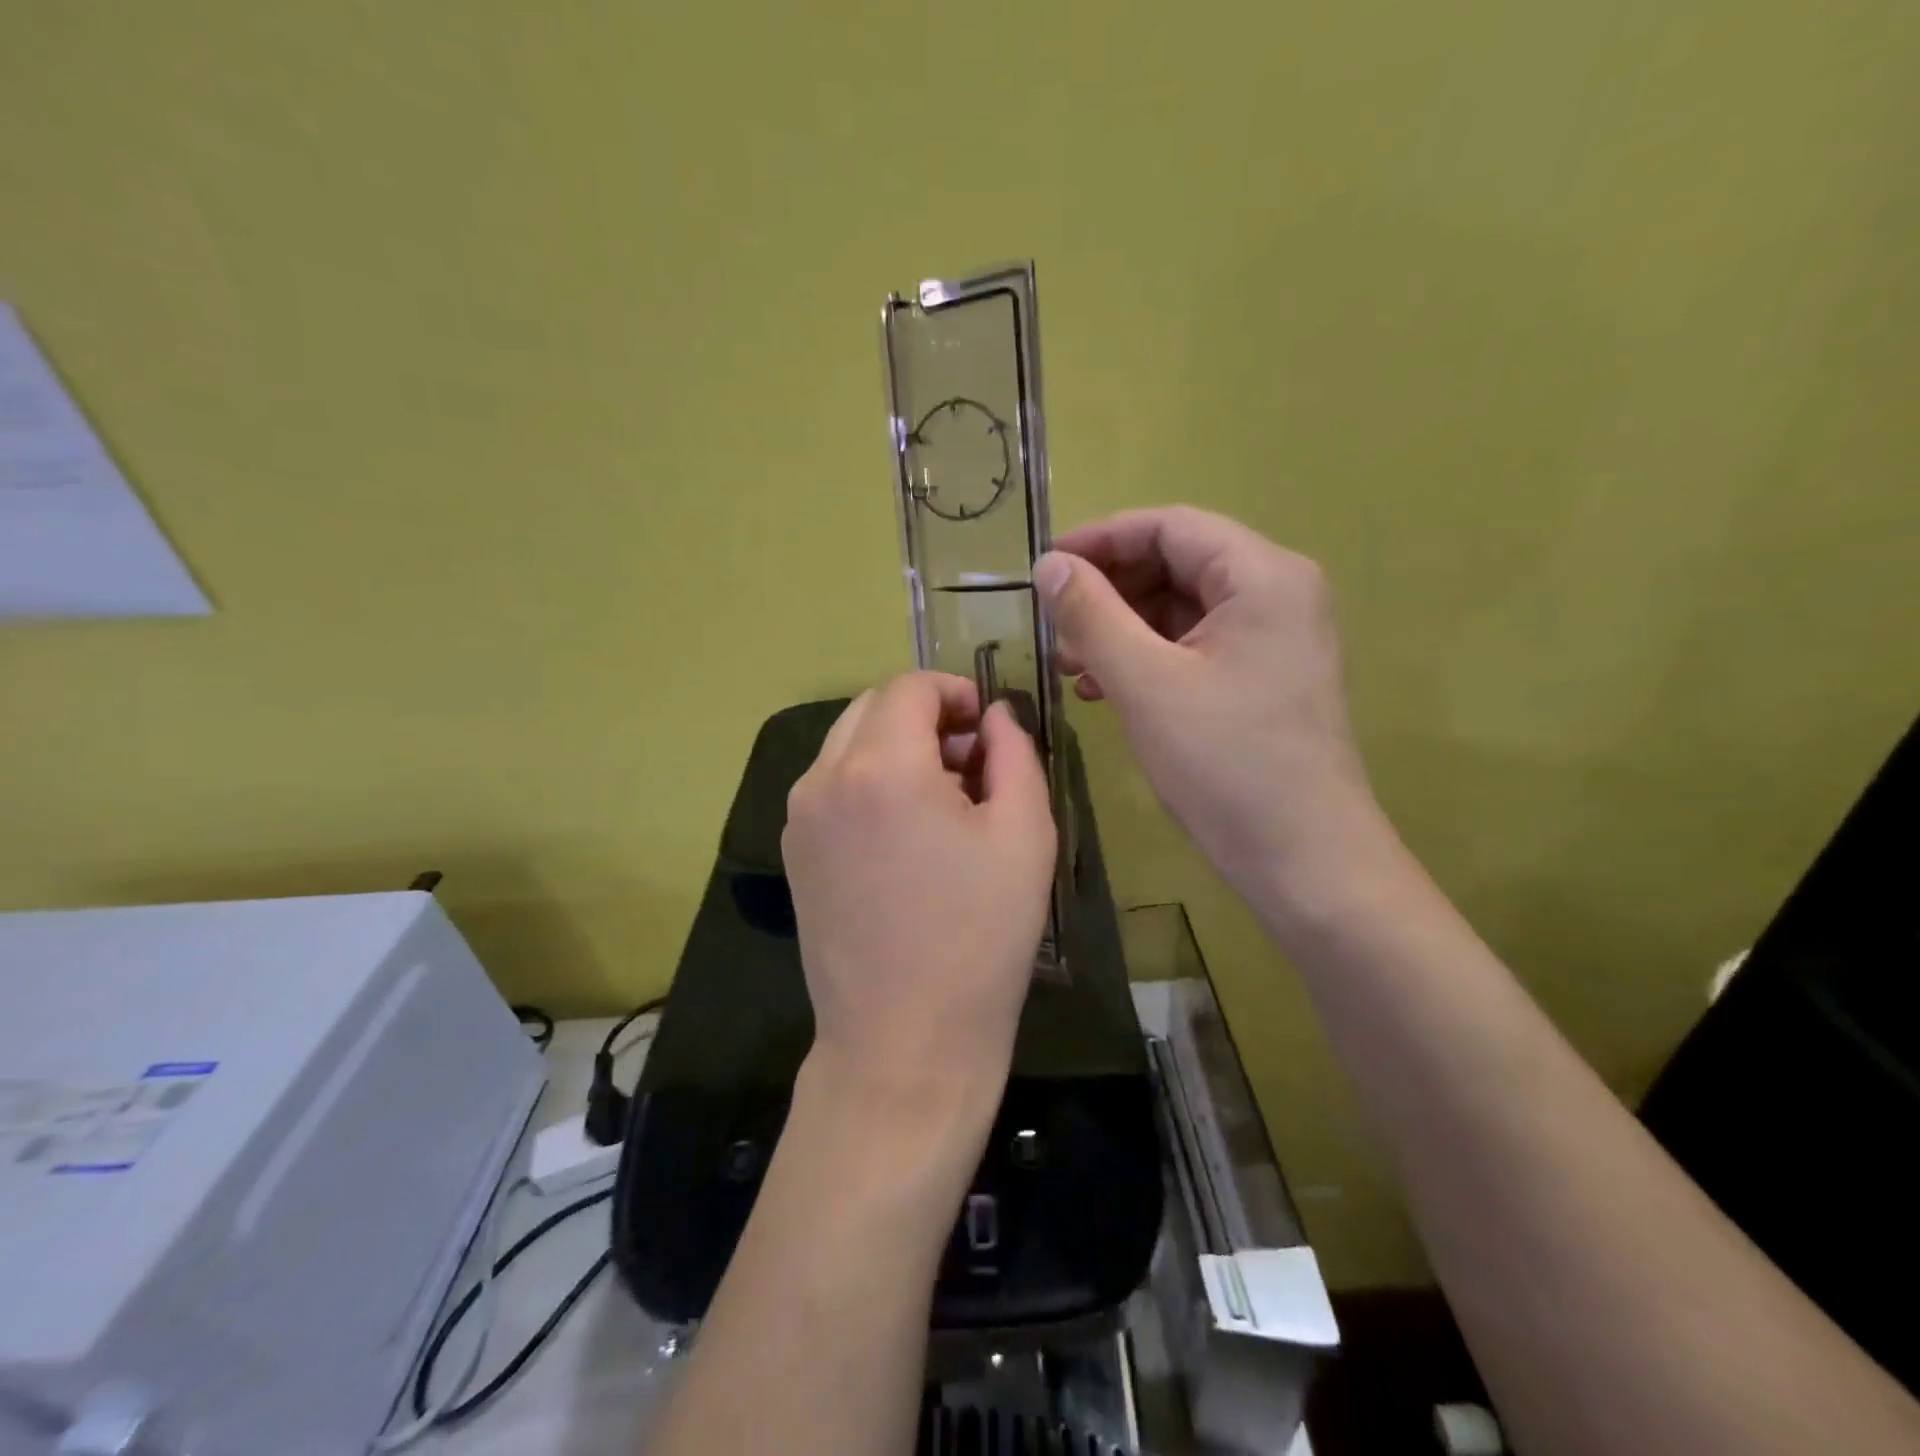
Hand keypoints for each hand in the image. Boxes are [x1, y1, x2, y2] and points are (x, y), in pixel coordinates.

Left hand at [782, 672, 1056, 1116]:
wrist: (905, 1040)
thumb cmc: (980, 937)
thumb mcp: (1025, 834)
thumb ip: (1014, 753)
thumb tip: (995, 717)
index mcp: (881, 768)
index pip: (910, 687)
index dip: (955, 692)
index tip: (987, 726)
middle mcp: (824, 779)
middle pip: (873, 707)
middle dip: (925, 715)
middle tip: (971, 758)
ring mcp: (799, 817)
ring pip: (847, 743)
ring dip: (896, 746)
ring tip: (943, 797)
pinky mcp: (793, 852)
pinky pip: (831, 785)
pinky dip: (869, 780)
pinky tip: (905, 831)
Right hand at [1037, 506, 1386, 924]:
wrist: (1304, 859)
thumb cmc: (1225, 765)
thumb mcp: (1145, 683)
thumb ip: (1092, 614)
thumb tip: (1049, 565)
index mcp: (1262, 576)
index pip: (1169, 526)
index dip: (1100, 539)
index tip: (1044, 567)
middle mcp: (1277, 592)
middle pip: (1176, 563)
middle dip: (1108, 590)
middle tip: (1053, 626)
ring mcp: (1275, 637)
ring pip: (1181, 608)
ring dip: (1120, 627)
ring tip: (1069, 664)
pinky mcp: (1264, 676)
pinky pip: (1194, 645)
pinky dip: (1146, 657)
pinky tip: (1103, 687)